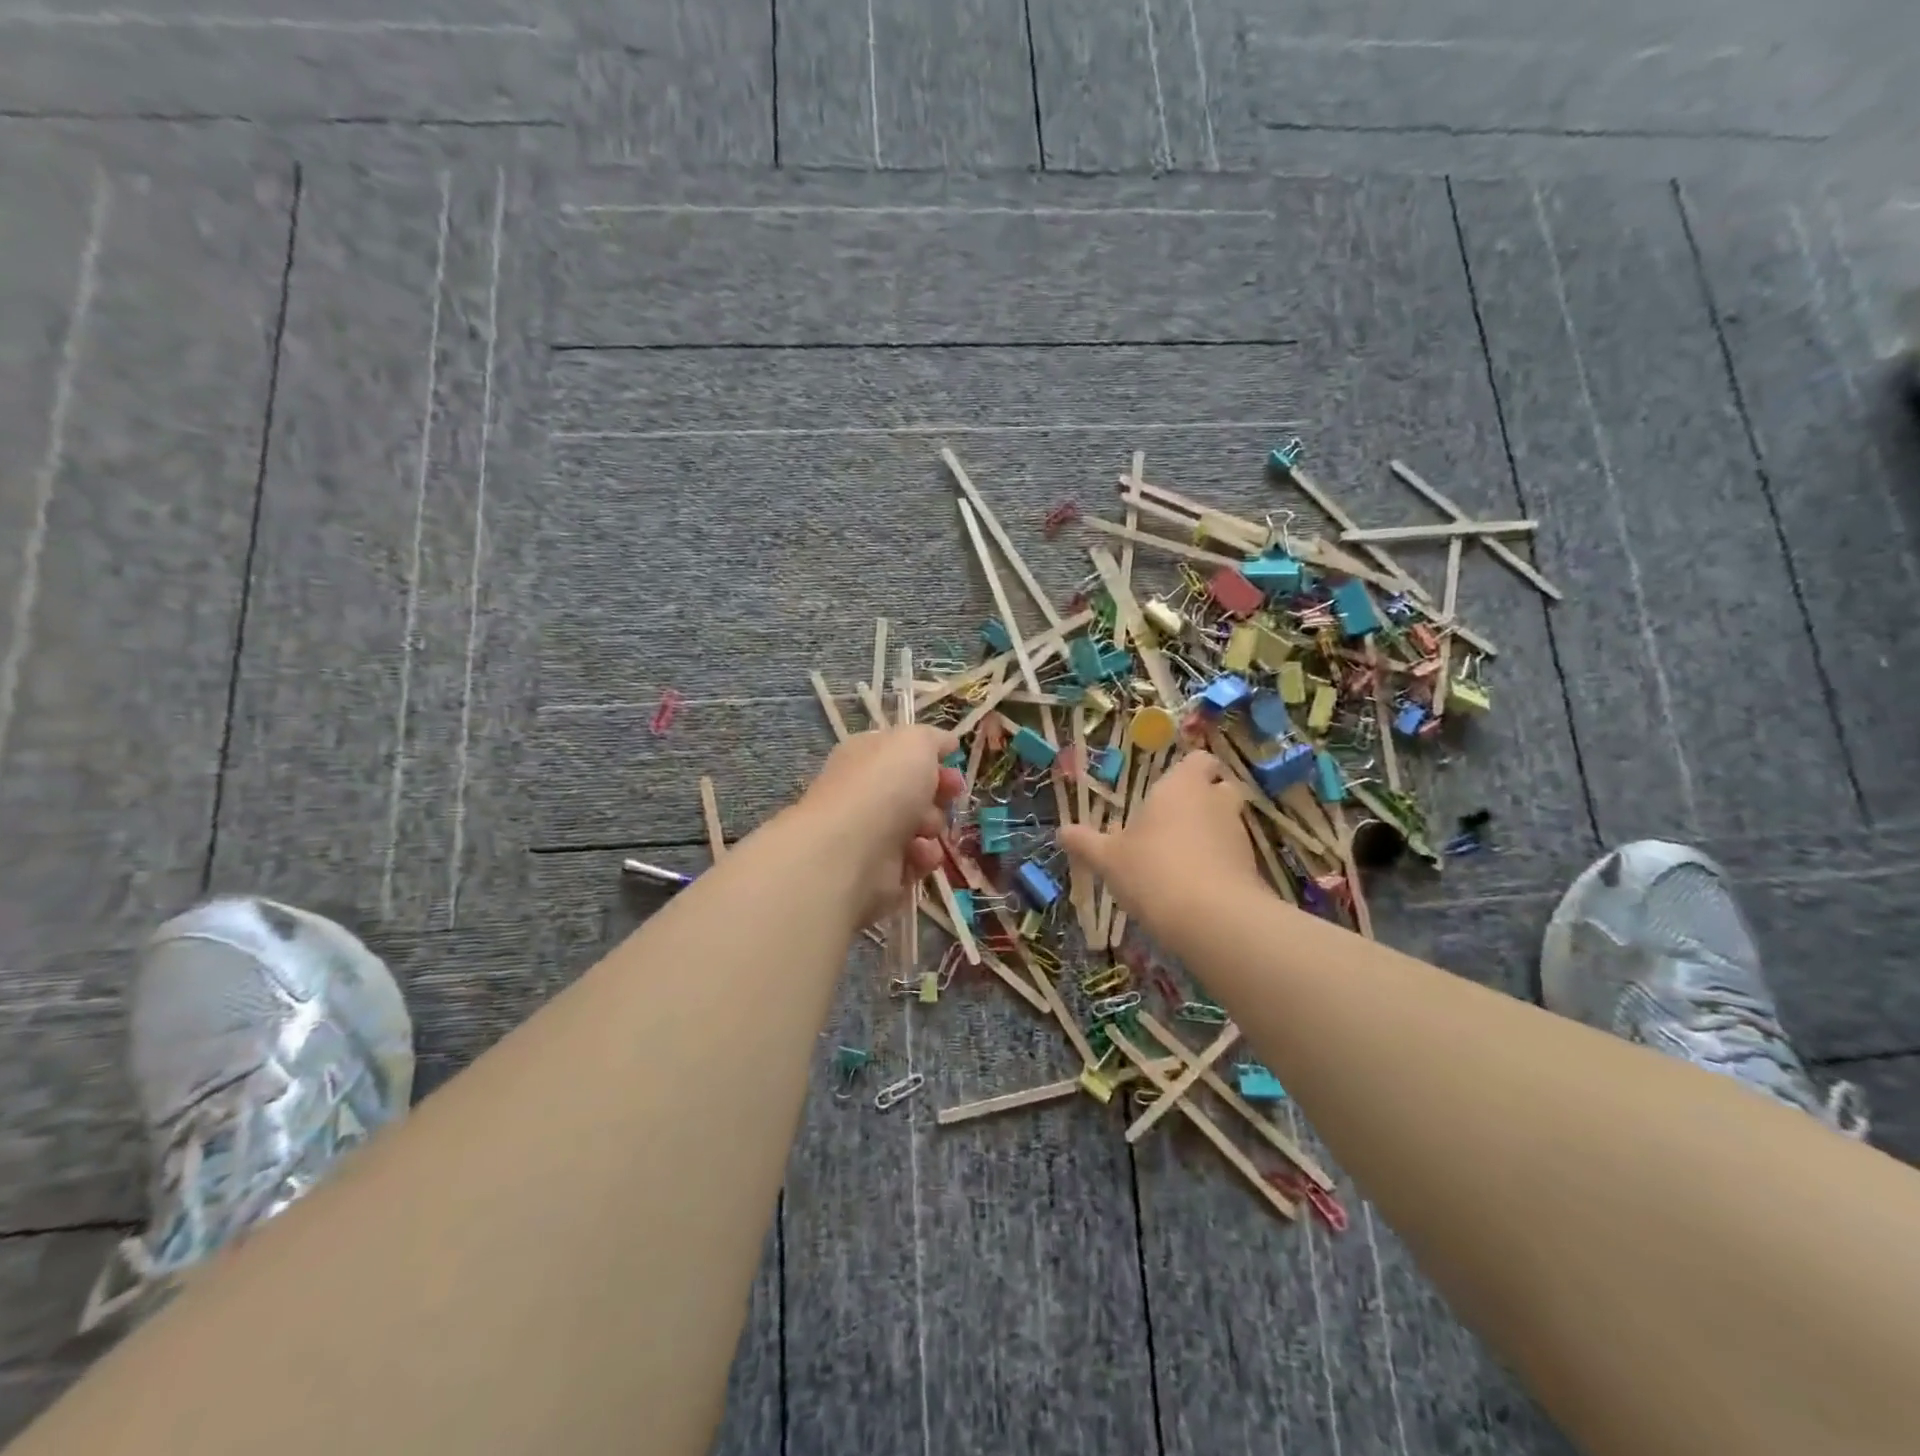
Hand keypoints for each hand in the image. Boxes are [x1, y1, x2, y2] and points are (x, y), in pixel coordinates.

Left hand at [791, 726, 963, 925]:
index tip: (953, 763)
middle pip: (915, 791)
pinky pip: (915, 861)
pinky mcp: (879, 871)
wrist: (851, 851)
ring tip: (926, 829)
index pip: (902, 753)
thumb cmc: (883, 786)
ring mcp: (870, 833)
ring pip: (920, 827)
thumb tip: (946, 743)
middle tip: (950, 795)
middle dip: (939, 793)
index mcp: (866, 756)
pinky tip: (918, 855)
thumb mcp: (914, 743)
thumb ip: (933, 738)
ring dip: (933, 826)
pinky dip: (923, 857)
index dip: (931, 757)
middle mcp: (865, 792)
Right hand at [1059, 751, 1262, 933]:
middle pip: (1220, 788)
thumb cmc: (1151, 870)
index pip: (1199, 759)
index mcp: (1181, 786)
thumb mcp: (1108, 858)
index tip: (1171, 786)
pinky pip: (1233, 856)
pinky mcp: (1251, 867)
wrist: (1211, 918)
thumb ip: (1086, 842)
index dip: (1190, 770)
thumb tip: (1062, 831)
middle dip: (1203, 800)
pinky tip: (1195, 885)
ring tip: (1180, 858)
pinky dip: (1219, 863)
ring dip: (1210, 833)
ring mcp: (1238, 834)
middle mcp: (1215, 801)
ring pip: (1227, 823)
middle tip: (1174, 820)